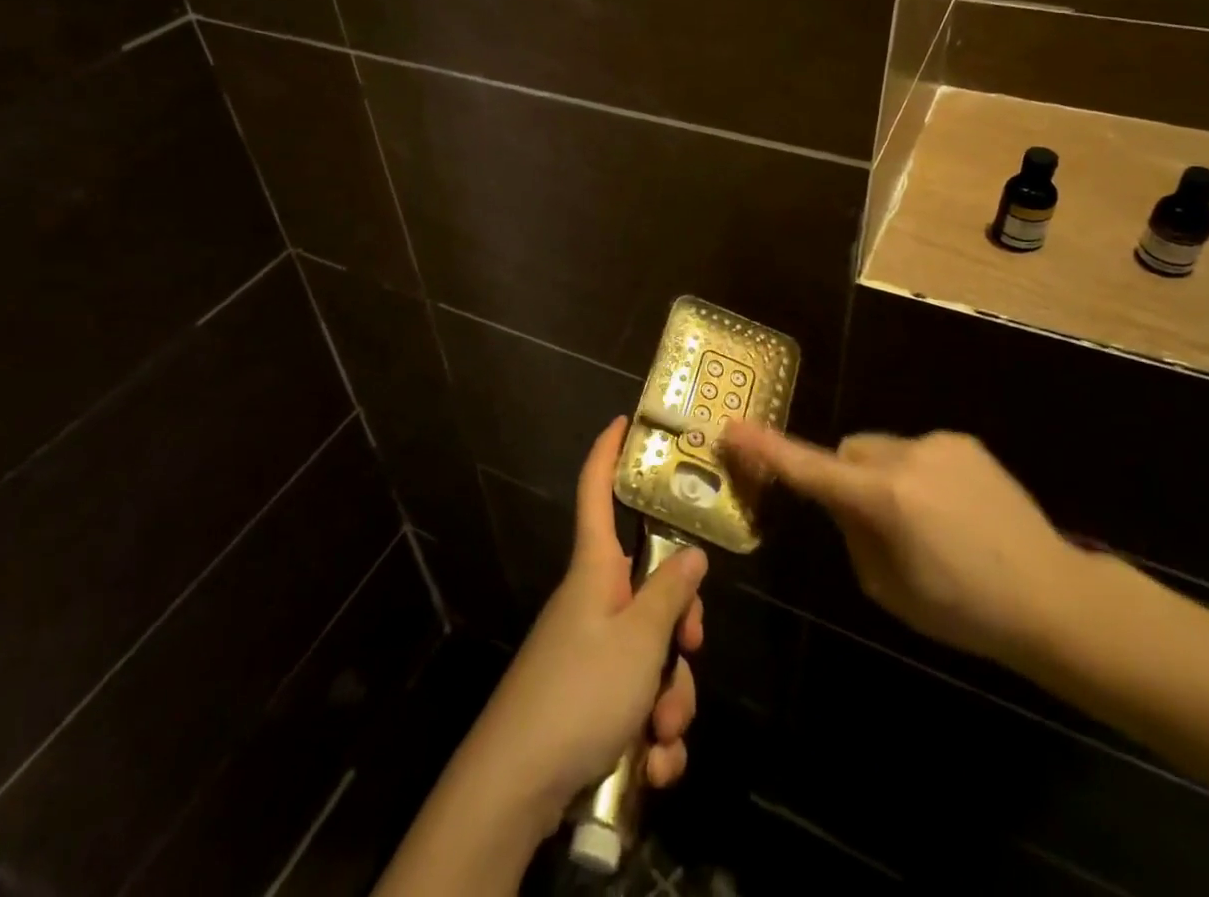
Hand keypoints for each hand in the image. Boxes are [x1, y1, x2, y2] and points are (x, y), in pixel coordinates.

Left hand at [468, 417, 705, 833]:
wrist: (517, 787)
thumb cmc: (579, 691)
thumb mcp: (638, 640)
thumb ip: (670, 594)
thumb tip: (691, 553)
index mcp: (596, 570)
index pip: (597, 493)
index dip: (608, 454)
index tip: (622, 421)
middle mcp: (596, 603)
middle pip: (652, 590)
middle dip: (681, 632)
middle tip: (689, 653)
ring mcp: (593, 653)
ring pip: (654, 656)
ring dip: (671, 700)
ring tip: (660, 737)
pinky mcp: (593, 701)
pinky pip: (639, 702)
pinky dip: (652, 737)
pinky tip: (652, 767)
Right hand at [721, 422, 1087, 662]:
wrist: (1053, 596)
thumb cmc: (962, 609)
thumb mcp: (886, 587)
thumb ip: (852, 534)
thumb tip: (842, 502)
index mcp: (882, 499)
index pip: (809, 469)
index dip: (767, 449)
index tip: (733, 428)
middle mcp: (905, 457)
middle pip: (847, 452)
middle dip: (846, 478)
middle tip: (871, 521)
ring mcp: (937, 443)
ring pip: (882, 450)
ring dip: (885, 477)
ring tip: (927, 522)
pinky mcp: (962, 441)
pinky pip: (918, 451)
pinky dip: (918, 473)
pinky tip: (954, 510)